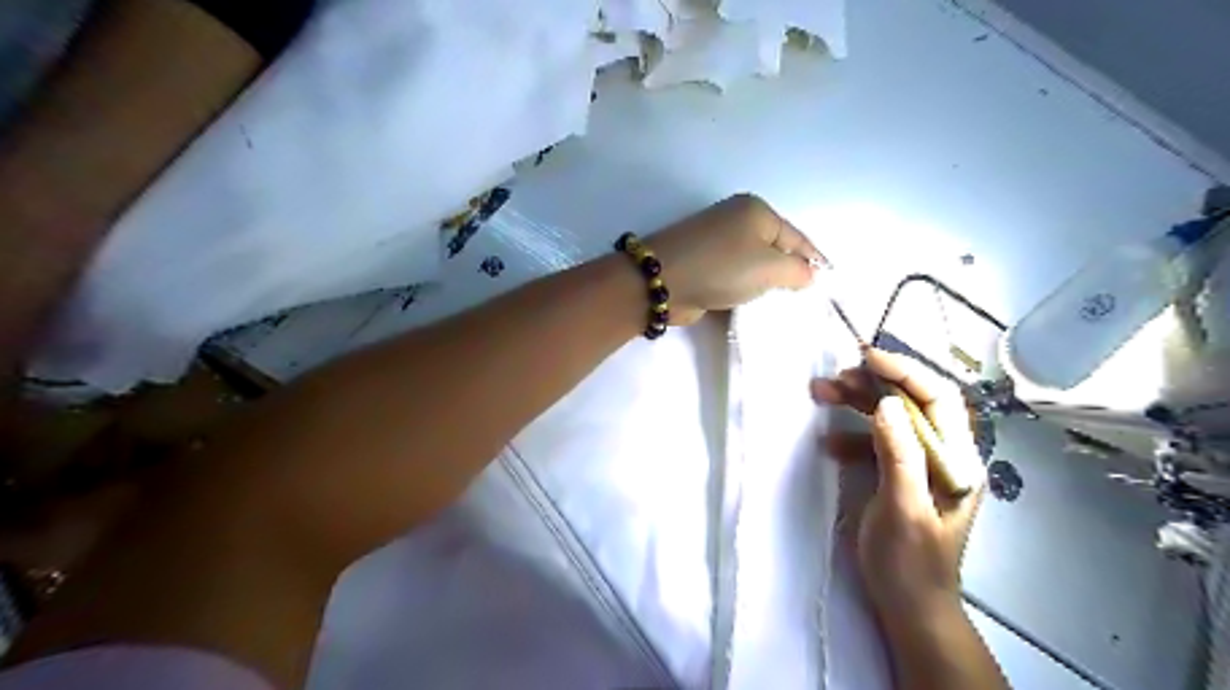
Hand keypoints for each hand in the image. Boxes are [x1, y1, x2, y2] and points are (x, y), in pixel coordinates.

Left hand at [646, 190, 825, 322]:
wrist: (662, 282)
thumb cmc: (722, 267)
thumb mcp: (769, 266)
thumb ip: (798, 271)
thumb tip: (807, 274)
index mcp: (755, 211)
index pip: (797, 237)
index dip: (815, 260)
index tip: (830, 283)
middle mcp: (736, 221)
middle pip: (774, 250)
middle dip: (790, 274)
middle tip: (807, 300)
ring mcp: (717, 243)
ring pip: (753, 266)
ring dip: (766, 285)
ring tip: (785, 308)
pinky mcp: (703, 265)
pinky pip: (735, 278)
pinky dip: (745, 291)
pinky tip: (755, 308)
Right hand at [813, 349, 986, 620]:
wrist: (909, 606)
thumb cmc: (910, 563)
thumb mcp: (903, 510)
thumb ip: (899, 456)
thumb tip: (887, 404)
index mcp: (957, 460)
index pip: (939, 398)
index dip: (905, 371)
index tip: (866, 357)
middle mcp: (943, 455)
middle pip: (912, 402)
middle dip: (874, 383)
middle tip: (834, 376)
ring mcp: (920, 464)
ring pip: (890, 418)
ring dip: (857, 403)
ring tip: (821, 392)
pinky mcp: (898, 475)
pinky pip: (875, 441)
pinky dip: (851, 435)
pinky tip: (829, 443)